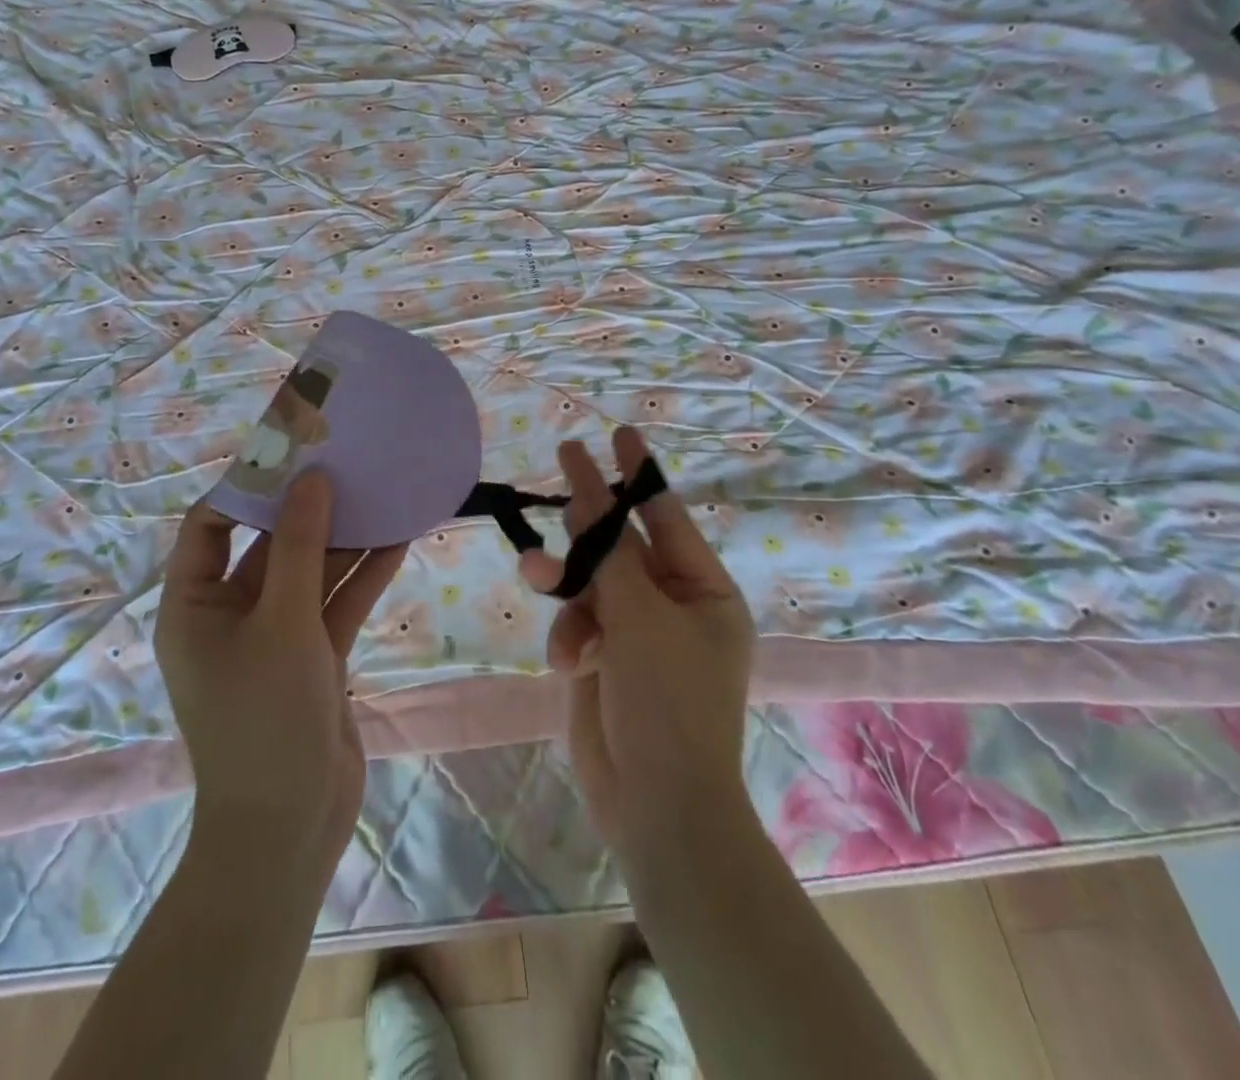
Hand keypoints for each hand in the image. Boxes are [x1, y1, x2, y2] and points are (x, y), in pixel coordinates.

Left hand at [157, 473, 406, 873]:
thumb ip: (300, 547)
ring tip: (380, 490)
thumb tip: (312, 479)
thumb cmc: (265, 719)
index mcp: (194, 606)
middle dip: (307, 508)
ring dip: (344, 539)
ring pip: (310, 572)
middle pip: (268, 545)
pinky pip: (336, 604)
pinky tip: (399, 538)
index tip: (290, 454)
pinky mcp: (313, 656)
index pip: (209, 527)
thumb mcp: (282, 623)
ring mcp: (275, 636)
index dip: (245, 488)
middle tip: (345, 462)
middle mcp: (230, 614)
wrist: (290, 827)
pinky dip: (363, 575)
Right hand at [520, 428, 755, 850]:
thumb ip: (608, 555)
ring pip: (589, 584)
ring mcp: (636, 635)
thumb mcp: (640, 618)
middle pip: (621, 546)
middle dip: (588, 522)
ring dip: (566, 584)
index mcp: (703, 591)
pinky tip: (568, 662)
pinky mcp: (604, 661)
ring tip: (536, 575)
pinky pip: (576, 624)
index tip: (618, 433)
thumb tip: (586, 498)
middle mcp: (672, 606)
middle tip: (562, 463)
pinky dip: (569, 636)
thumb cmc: (669, 702)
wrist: (656, 806)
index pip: (666, 517)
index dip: (639, 474)